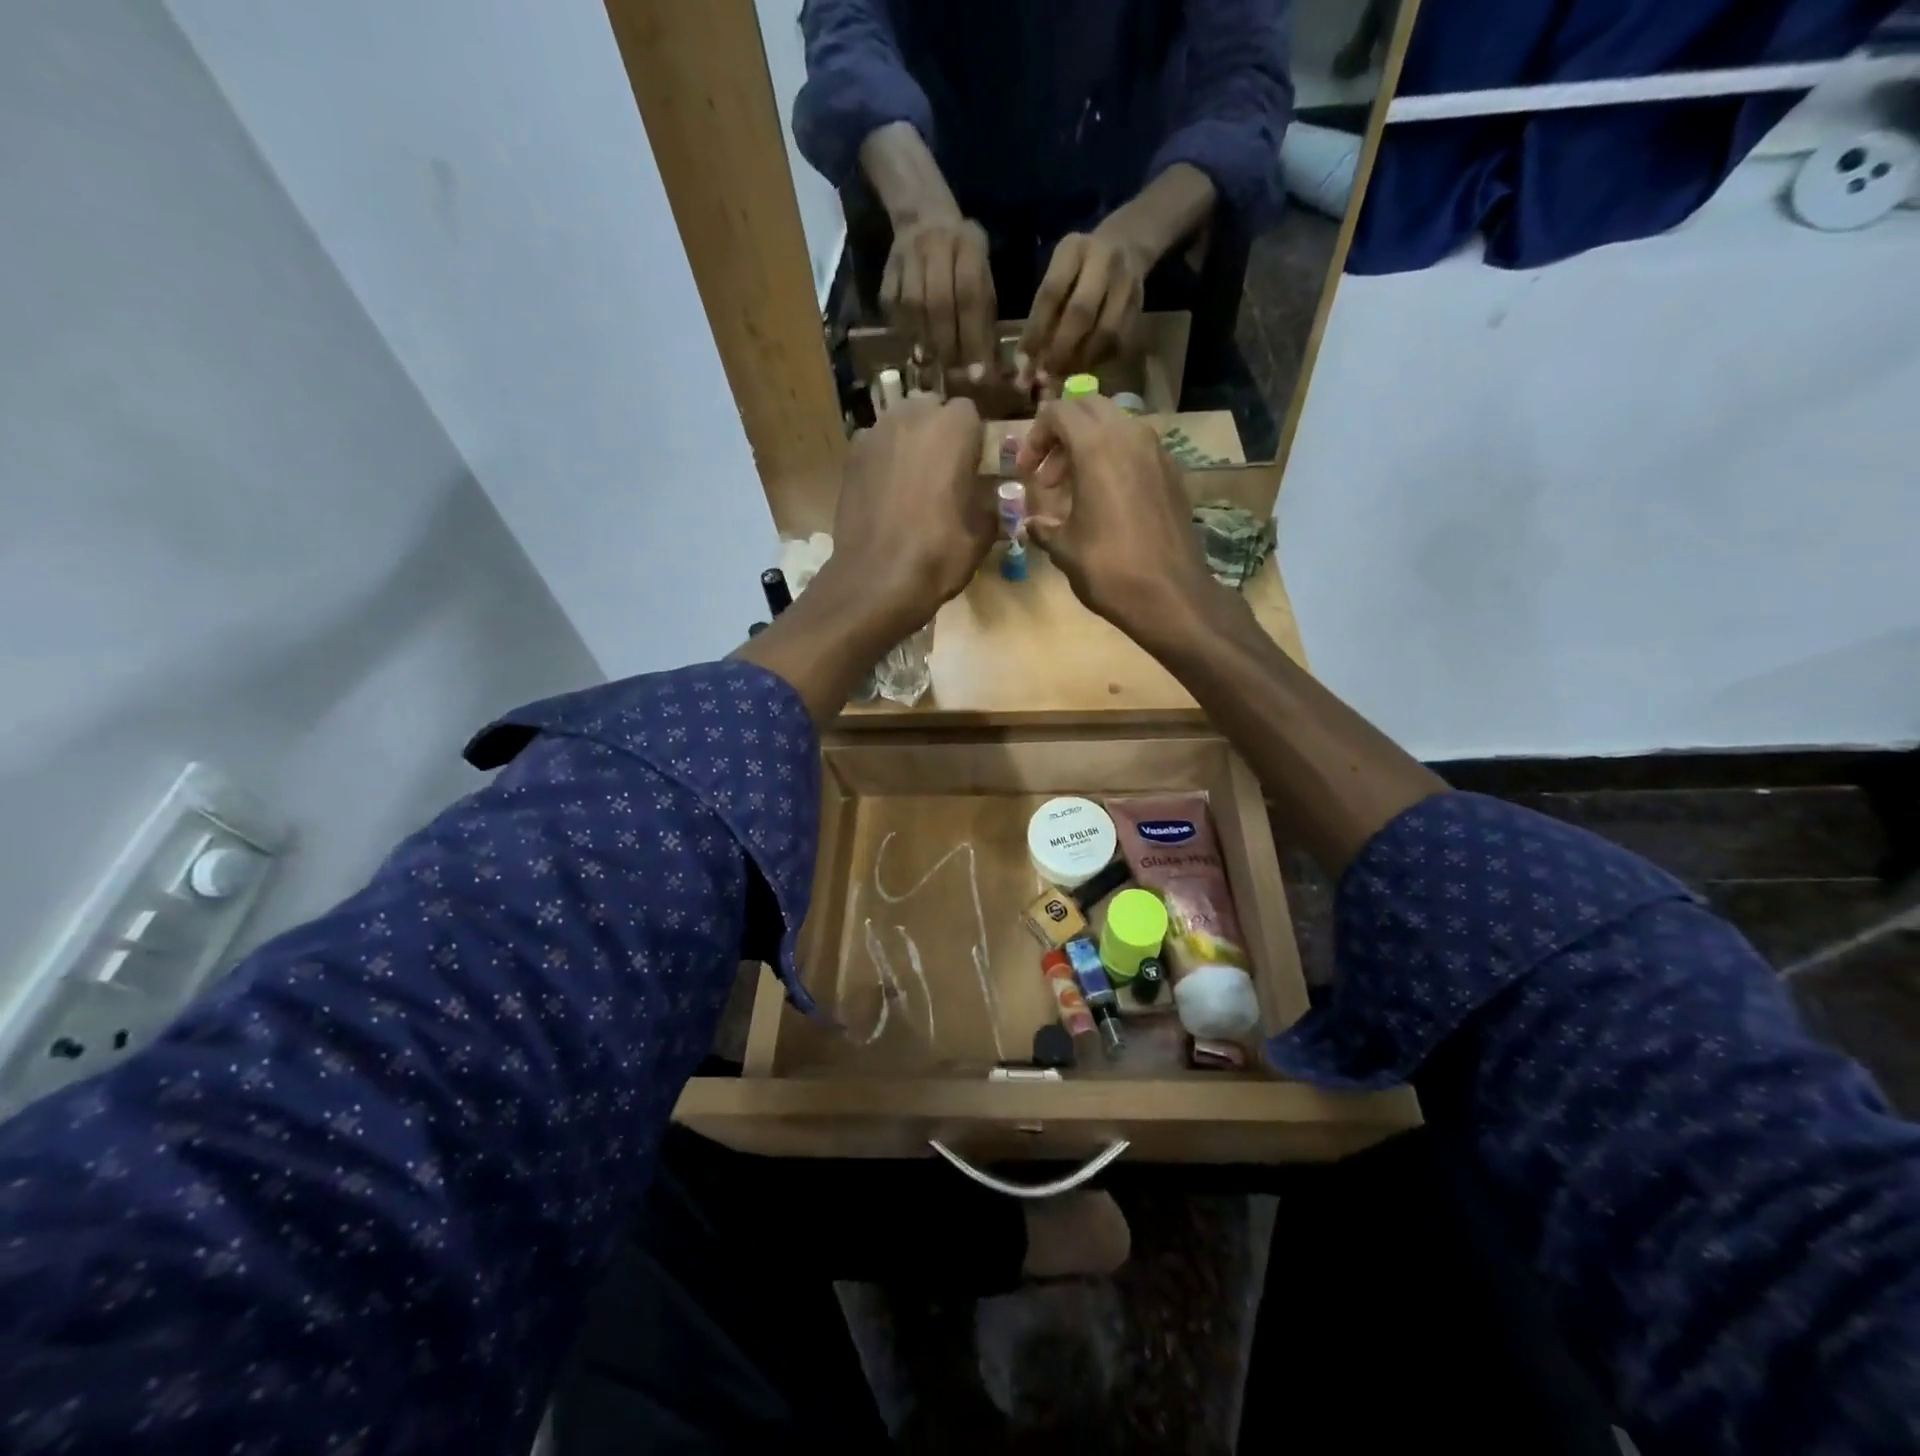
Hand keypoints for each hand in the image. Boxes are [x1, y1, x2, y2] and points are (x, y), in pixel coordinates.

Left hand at [826, 396, 994, 627]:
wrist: (876, 580)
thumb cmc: (939, 554)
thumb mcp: (982, 534)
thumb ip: (990, 504)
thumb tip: (989, 500)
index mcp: (953, 427)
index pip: (970, 414)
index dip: (973, 440)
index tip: (973, 469)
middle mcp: (912, 416)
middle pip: (931, 410)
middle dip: (939, 433)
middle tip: (944, 473)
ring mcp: (875, 433)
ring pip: (900, 424)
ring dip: (910, 444)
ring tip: (914, 483)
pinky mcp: (850, 457)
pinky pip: (876, 447)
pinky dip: (884, 461)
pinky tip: (887, 494)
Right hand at [881, 213, 996, 372]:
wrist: (924, 214)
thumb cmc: (962, 256)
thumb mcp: (982, 271)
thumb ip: (984, 311)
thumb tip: (984, 363)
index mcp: (967, 246)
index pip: (971, 297)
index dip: (974, 339)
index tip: (978, 374)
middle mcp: (935, 246)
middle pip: (939, 303)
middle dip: (947, 344)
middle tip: (952, 372)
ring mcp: (907, 256)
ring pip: (913, 306)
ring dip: (924, 341)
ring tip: (932, 364)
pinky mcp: (887, 269)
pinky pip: (892, 306)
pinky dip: (903, 331)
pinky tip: (913, 347)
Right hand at [1016, 396, 1216, 638]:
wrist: (1171, 596)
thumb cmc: (1109, 570)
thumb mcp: (1064, 549)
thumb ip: (1043, 527)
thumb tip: (1032, 524)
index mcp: (1098, 448)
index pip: (1059, 412)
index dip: (1035, 437)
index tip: (1026, 473)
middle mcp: (1130, 437)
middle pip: (1089, 408)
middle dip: (1062, 435)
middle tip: (1047, 476)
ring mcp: (1157, 453)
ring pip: (1115, 427)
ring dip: (1088, 447)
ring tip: (1073, 491)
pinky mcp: (1172, 474)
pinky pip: (1136, 449)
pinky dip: (1114, 461)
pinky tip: (1105, 502)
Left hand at [1017, 228, 1148, 384]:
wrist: (1126, 244)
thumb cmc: (1079, 267)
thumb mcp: (1058, 273)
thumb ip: (1044, 311)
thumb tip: (1027, 363)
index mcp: (1074, 249)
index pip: (1051, 292)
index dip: (1036, 330)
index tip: (1024, 360)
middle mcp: (1105, 260)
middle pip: (1081, 312)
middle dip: (1061, 348)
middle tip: (1047, 374)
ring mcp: (1127, 282)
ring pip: (1105, 331)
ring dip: (1082, 360)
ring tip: (1065, 374)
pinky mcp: (1140, 305)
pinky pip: (1119, 342)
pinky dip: (1099, 360)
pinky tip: (1084, 366)